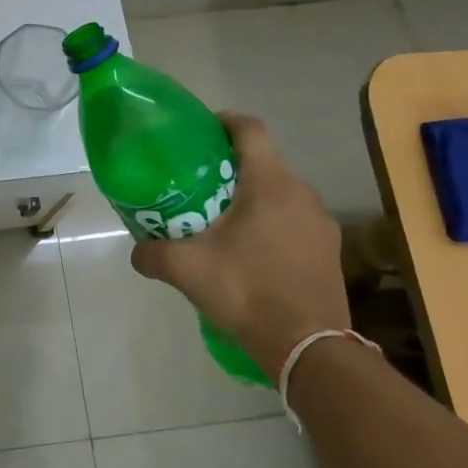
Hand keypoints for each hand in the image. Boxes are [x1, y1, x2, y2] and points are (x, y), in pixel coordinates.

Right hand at [130, 112, 349, 378]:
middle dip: (231, 167)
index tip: (201, 129)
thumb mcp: (186, 269)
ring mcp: (321, 224)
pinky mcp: (329, 252)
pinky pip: (295, 223)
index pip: (250, 130)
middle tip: (198, 183)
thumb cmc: (246, 290)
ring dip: (253, 199)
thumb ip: (153, 254)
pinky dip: (271, 225)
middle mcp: (302, 194)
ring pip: (281, 195)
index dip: (224, 121)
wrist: (308, 347)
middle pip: (265, 163)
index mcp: (270, 184)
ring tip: (222, 221)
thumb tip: (137, 251)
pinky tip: (251, 254)